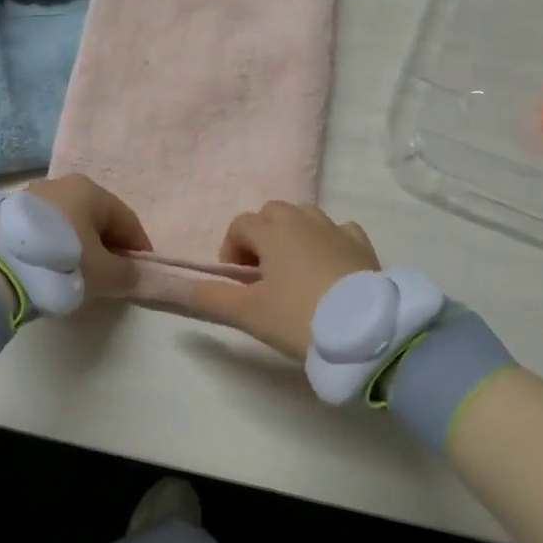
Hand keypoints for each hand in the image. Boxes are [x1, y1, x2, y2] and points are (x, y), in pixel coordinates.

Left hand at [24, 175, 152, 298]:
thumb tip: (132, 273)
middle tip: (111, 275)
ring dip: (79, 245)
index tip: (140, 272)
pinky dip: (55, 246)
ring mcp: (32, 196)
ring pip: (69, 223)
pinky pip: (45, 230)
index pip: (127, 220)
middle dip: (108, 245)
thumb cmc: (62, 262)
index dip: (139, 248)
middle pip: (96, 219)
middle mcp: (62, 184)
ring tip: (78, 273)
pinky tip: (51, 266)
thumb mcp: (104, 274)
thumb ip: (126, 273)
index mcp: (91, 190)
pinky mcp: (8, 213)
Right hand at [187, 202, 380, 360]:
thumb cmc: (298, 316)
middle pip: (272, 213)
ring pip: (305, 216)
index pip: (240, 225)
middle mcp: (303, 219)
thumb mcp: (248, 313)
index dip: (231, 250)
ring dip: (293, 235)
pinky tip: (329, 268)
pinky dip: (328, 241)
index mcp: (272, 230)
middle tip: (264, 276)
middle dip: (262, 236)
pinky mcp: (362, 244)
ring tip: (294, 272)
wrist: (364, 329)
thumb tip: (178, 287)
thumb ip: (210, 298)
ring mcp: (336, 229)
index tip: (238, 283)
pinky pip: (339, 230)